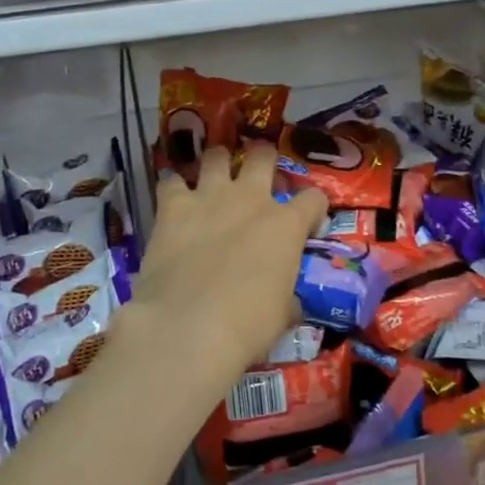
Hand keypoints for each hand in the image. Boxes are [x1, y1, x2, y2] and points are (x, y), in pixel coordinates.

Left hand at [122, 144, 326, 403]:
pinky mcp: (172, 206)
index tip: (307, 224)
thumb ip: (288, 298)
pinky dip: (172, 186)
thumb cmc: (247, 327)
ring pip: (217, 156)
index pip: (314, 198)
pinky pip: (170, 180)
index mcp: (286, 225)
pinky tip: (172, 198)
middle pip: (263, 155)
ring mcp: (209, 197)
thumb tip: (290, 304)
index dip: (313, 209)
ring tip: (214, 178)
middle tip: (258, 178)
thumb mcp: (282, 315)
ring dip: (218, 164)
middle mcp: (251, 199)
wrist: (187, 328)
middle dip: (264, 160)